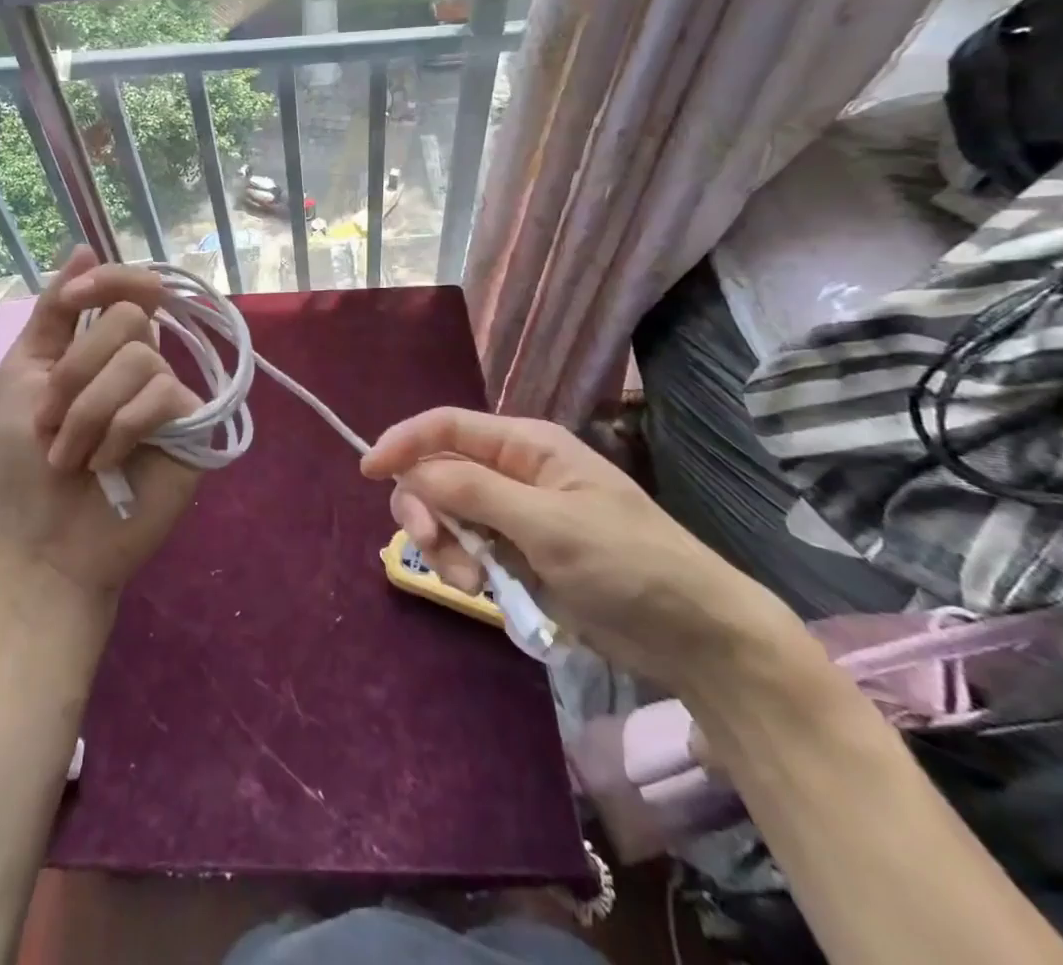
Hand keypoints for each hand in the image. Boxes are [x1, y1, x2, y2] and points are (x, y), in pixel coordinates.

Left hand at [0, 247, 201, 602]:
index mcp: (105, 347)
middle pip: (129, 319)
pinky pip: (161, 398)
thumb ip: (53, 313)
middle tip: (50, 422)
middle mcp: (143, 363)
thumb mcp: (23, 374)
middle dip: (75, 372)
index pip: (130, 286)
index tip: (70, 304)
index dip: (106, 280)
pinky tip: (107, 463)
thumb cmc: (25, 462)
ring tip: (72, 455)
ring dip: (87, 412)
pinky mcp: (192, 428)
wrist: (44, 540)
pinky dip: (119, 430)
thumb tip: (84, 245)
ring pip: (139, 360)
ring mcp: (170, 395)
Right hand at [362, 408, 807, 695]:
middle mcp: (512, 471)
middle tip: (432, 548)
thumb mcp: (550, 524)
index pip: (447, 426)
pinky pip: (465, 547)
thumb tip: (411, 472)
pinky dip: (462, 566)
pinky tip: (488, 592)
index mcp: (526, 445)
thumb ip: (475, 493)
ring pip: (445, 513)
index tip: (368, 470)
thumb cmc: (629, 563)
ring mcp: (512, 513)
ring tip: (475, 584)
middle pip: (437, 472)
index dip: (403, 441)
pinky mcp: (515, 552)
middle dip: (425, 508)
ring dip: (444, 546)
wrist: (694, 636)